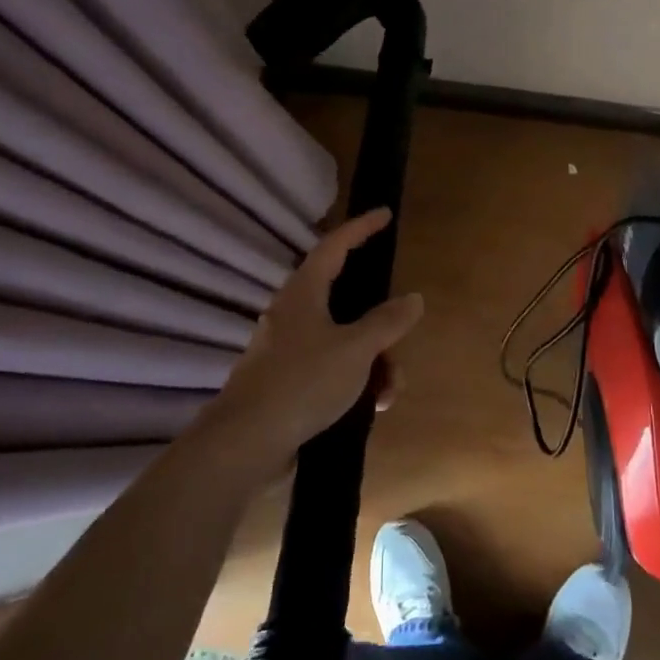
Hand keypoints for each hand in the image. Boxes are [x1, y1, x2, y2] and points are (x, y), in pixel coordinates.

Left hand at [194, 208, 424, 483]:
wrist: (246, 444)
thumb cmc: (303, 382)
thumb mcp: (355, 349)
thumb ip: (387, 322)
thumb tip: (413, 298)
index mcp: (303, 294)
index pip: (334, 246)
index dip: (360, 228)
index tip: (384, 214)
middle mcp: (292, 316)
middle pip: (348, 304)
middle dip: (382, 328)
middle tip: (400, 343)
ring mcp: (288, 351)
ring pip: (345, 343)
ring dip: (375, 363)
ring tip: (388, 394)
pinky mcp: (288, 383)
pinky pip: (333, 371)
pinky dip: (356, 383)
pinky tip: (371, 409)